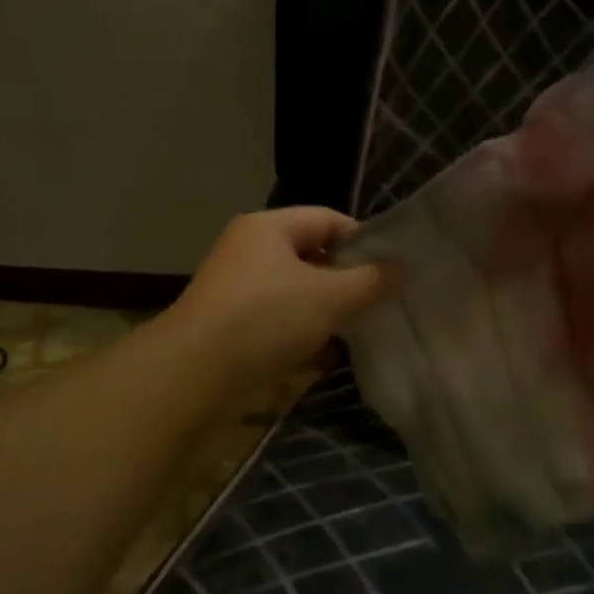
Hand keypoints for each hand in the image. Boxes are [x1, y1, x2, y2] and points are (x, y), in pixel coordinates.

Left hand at [161, 208, 391, 396]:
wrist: (191, 374)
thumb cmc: (265, 319)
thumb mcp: (329, 297)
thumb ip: (370, 280)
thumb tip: (402, 269)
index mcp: (268, 227)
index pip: (328, 219)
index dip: (363, 240)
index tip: (391, 270)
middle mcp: (249, 249)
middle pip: (312, 254)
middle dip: (346, 278)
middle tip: (379, 301)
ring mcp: (237, 288)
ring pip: (295, 289)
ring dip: (325, 307)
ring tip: (356, 328)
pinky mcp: (230, 323)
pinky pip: (277, 317)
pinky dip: (301, 330)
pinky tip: (322, 352)